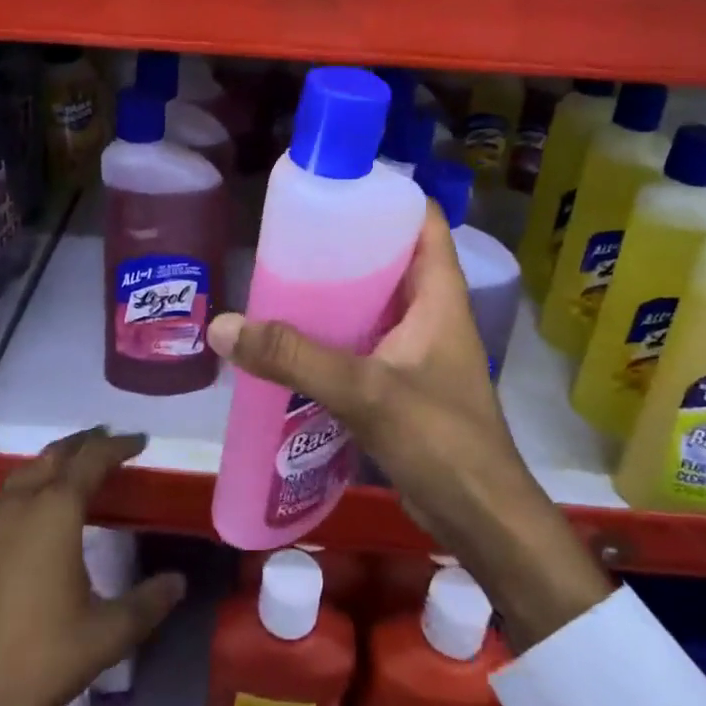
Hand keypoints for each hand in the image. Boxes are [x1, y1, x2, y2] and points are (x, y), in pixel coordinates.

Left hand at [0, 429, 184, 705]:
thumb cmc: (39, 658)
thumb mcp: (106, 634)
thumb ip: (147, 603)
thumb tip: (179, 581)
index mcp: (55, 511)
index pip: (91, 460)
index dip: (118, 446)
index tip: (142, 442)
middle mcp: (22, 505)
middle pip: (56, 455)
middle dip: (86, 443)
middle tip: (113, 444)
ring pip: (28, 470)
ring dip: (56, 459)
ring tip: (81, 465)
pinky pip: (11, 493)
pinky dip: (34, 482)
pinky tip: (42, 506)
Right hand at [206, 206, 611, 648]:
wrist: (481, 520)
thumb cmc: (440, 440)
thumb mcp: (365, 390)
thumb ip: (295, 358)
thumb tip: (225, 327)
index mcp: (439, 295)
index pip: (423, 221)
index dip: (387, 195)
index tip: (337, 186)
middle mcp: (432, 312)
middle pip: (391, 257)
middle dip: (346, 242)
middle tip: (291, 234)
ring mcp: (419, 349)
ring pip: (375, 301)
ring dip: (337, 291)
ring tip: (283, 277)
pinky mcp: (405, 382)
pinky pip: (366, 340)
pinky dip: (336, 332)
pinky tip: (295, 338)